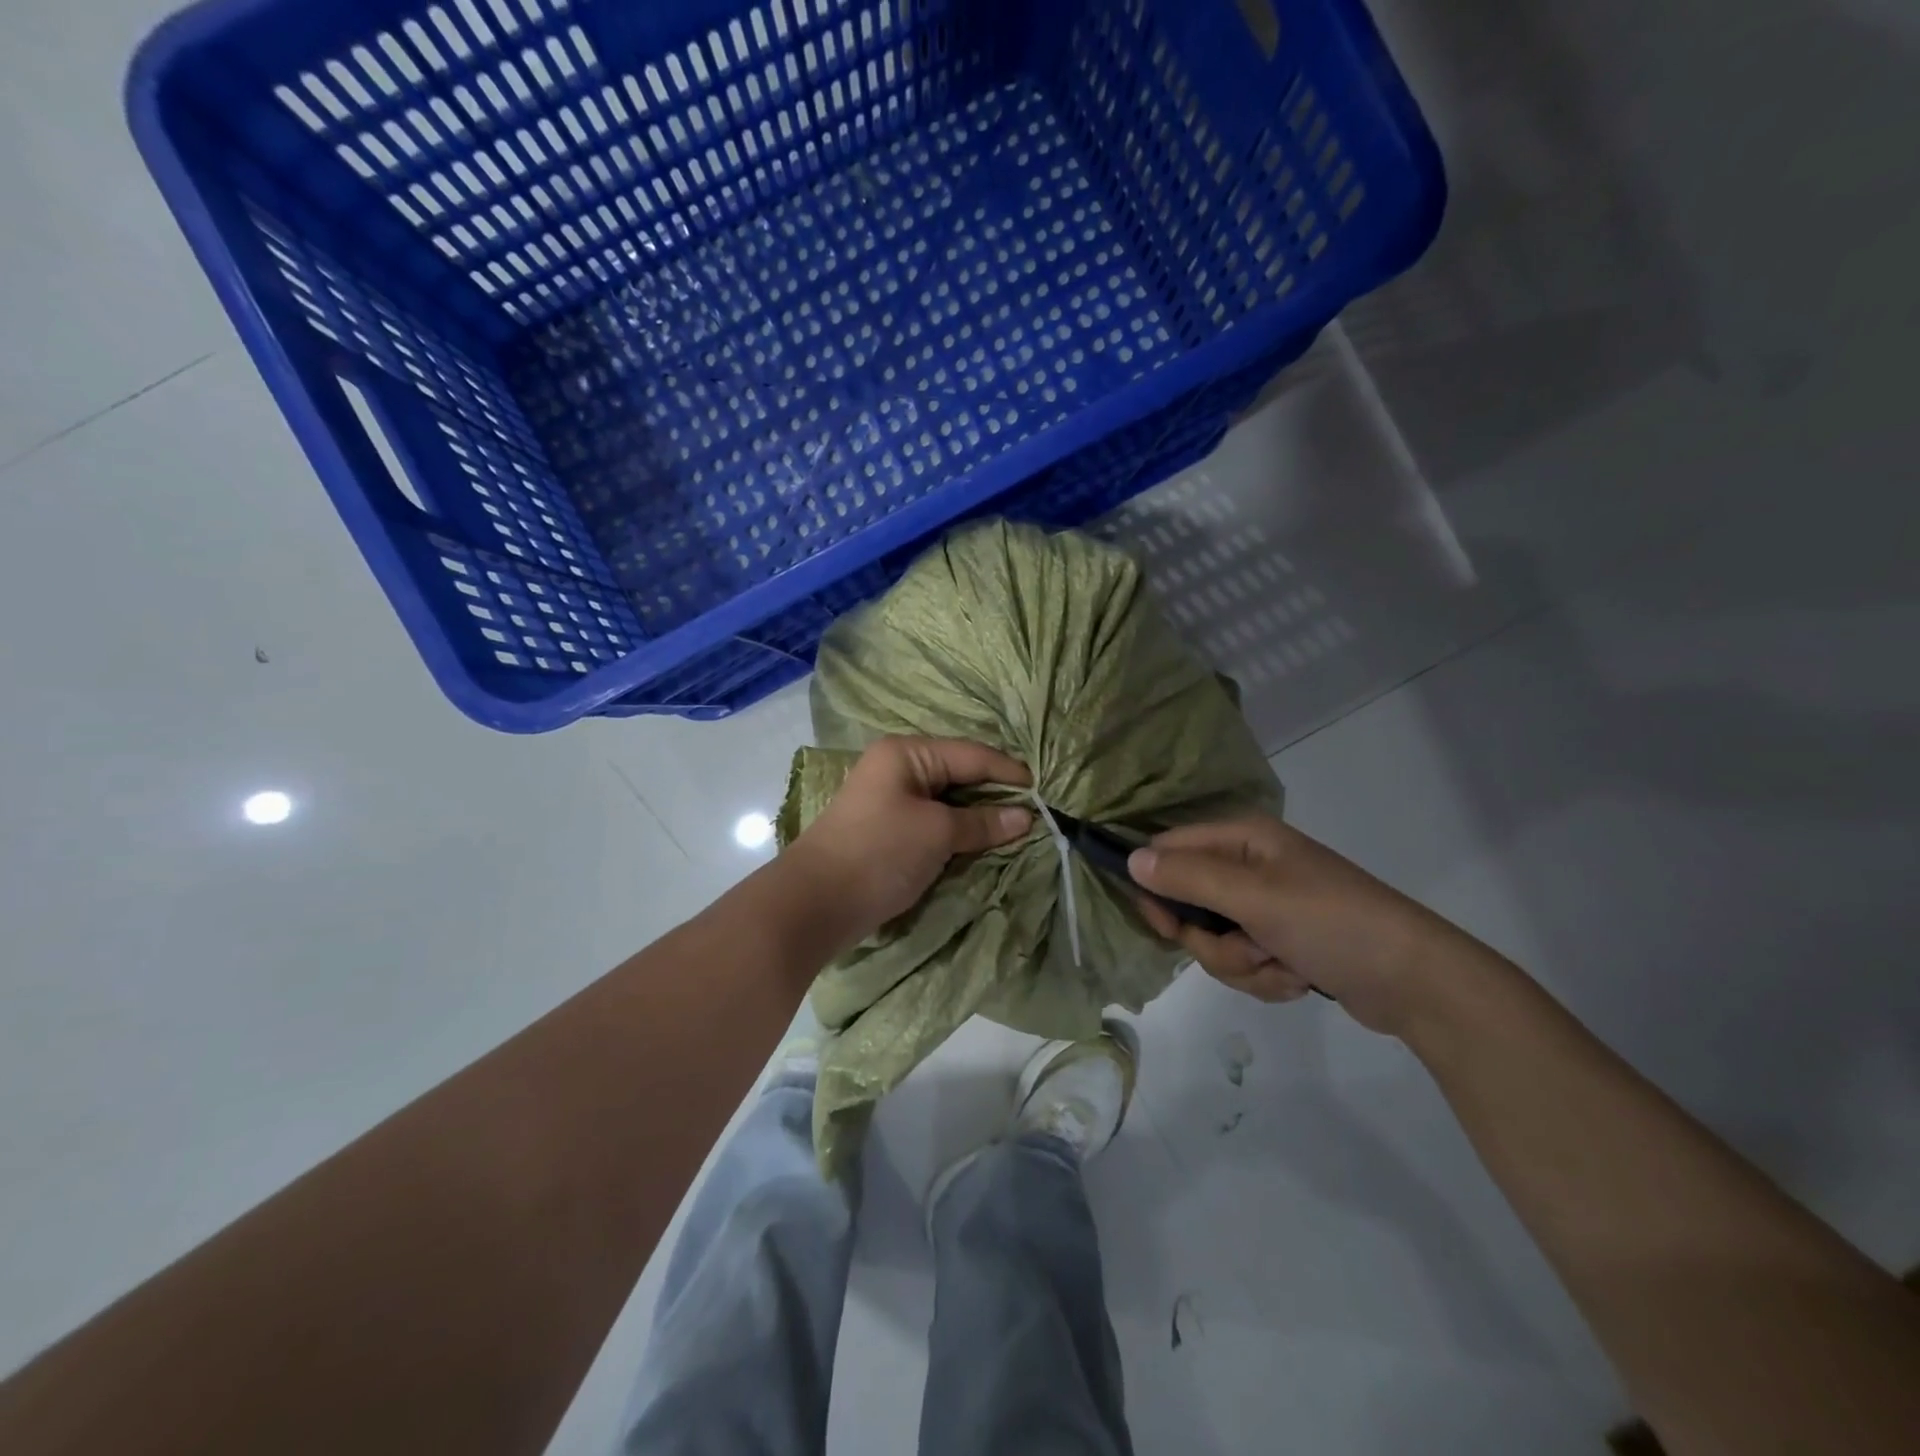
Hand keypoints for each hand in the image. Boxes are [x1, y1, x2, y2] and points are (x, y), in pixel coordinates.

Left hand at [785, 736, 1032, 945]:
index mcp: (907, 753)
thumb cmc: (879, 853)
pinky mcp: (888, 830)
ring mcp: (891, 799)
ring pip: (948, 801)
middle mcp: (899, 768)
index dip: (1009, 773)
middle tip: (1035, 815)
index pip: (972, 755)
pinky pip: (934, 822)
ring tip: (1016, 831)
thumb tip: (1025, 817)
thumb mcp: (937, 833)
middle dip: (996, 795)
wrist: (815, 903)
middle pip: (960, 775)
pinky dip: (958, 832)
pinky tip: (982, 843)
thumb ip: (982, 822)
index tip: (1045, 794)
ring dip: (978, 817)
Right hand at [1127, 817, 1496, 1035]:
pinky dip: (1265, 977)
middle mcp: (1250, 867)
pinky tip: (1298, 978)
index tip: (1161, 924)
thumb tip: (1130, 859)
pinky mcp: (1282, 942)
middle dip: (1213, 941)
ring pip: (1214, 941)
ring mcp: (1267, 907)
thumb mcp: (1253, 897)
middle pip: (1189, 904)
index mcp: (1242, 839)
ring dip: (1242, 965)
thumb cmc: (1331, 923)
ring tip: (1283, 966)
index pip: (1169, 850)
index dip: (1156, 885)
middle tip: (1246, 949)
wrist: (1414, 981)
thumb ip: (1187, 877)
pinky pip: (1244, 962)